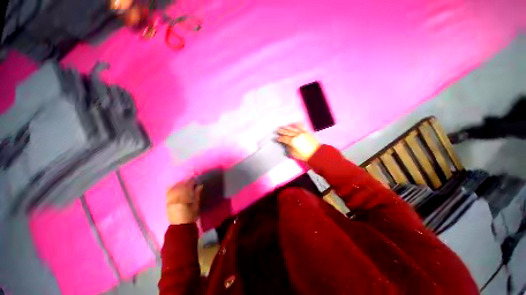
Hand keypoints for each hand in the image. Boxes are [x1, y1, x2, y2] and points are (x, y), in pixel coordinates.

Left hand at [166, 179, 202, 224]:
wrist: (180, 226)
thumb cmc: (190, 216)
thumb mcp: (196, 205)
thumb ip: (197, 194)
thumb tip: (200, 185)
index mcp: (184, 198)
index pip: (187, 186)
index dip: (191, 181)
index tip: (195, 179)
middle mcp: (175, 198)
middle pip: (179, 186)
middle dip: (185, 181)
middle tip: (190, 181)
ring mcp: (170, 200)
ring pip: (173, 188)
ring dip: (179, 184)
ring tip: (184, 183)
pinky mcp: (167, 202)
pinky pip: (168, 192)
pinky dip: (172, 187)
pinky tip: (176, 187)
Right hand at [277, 123, 320, 161]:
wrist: (316, 153)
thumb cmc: (304, 155)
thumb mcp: (294, 154)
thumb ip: (289, 148)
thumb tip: (287, 145)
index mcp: (292, 141)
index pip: (284, 139)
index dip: (280, 138)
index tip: (277, 138)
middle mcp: (296, 135)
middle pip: (287, 132)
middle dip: (282, 131)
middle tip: (278, 130)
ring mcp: (301, 133)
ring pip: (292, 129)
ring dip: (287, 127)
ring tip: (283, 127)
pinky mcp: (306, 132)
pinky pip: (300, 126)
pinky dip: (296, 124)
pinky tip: (294, 123)